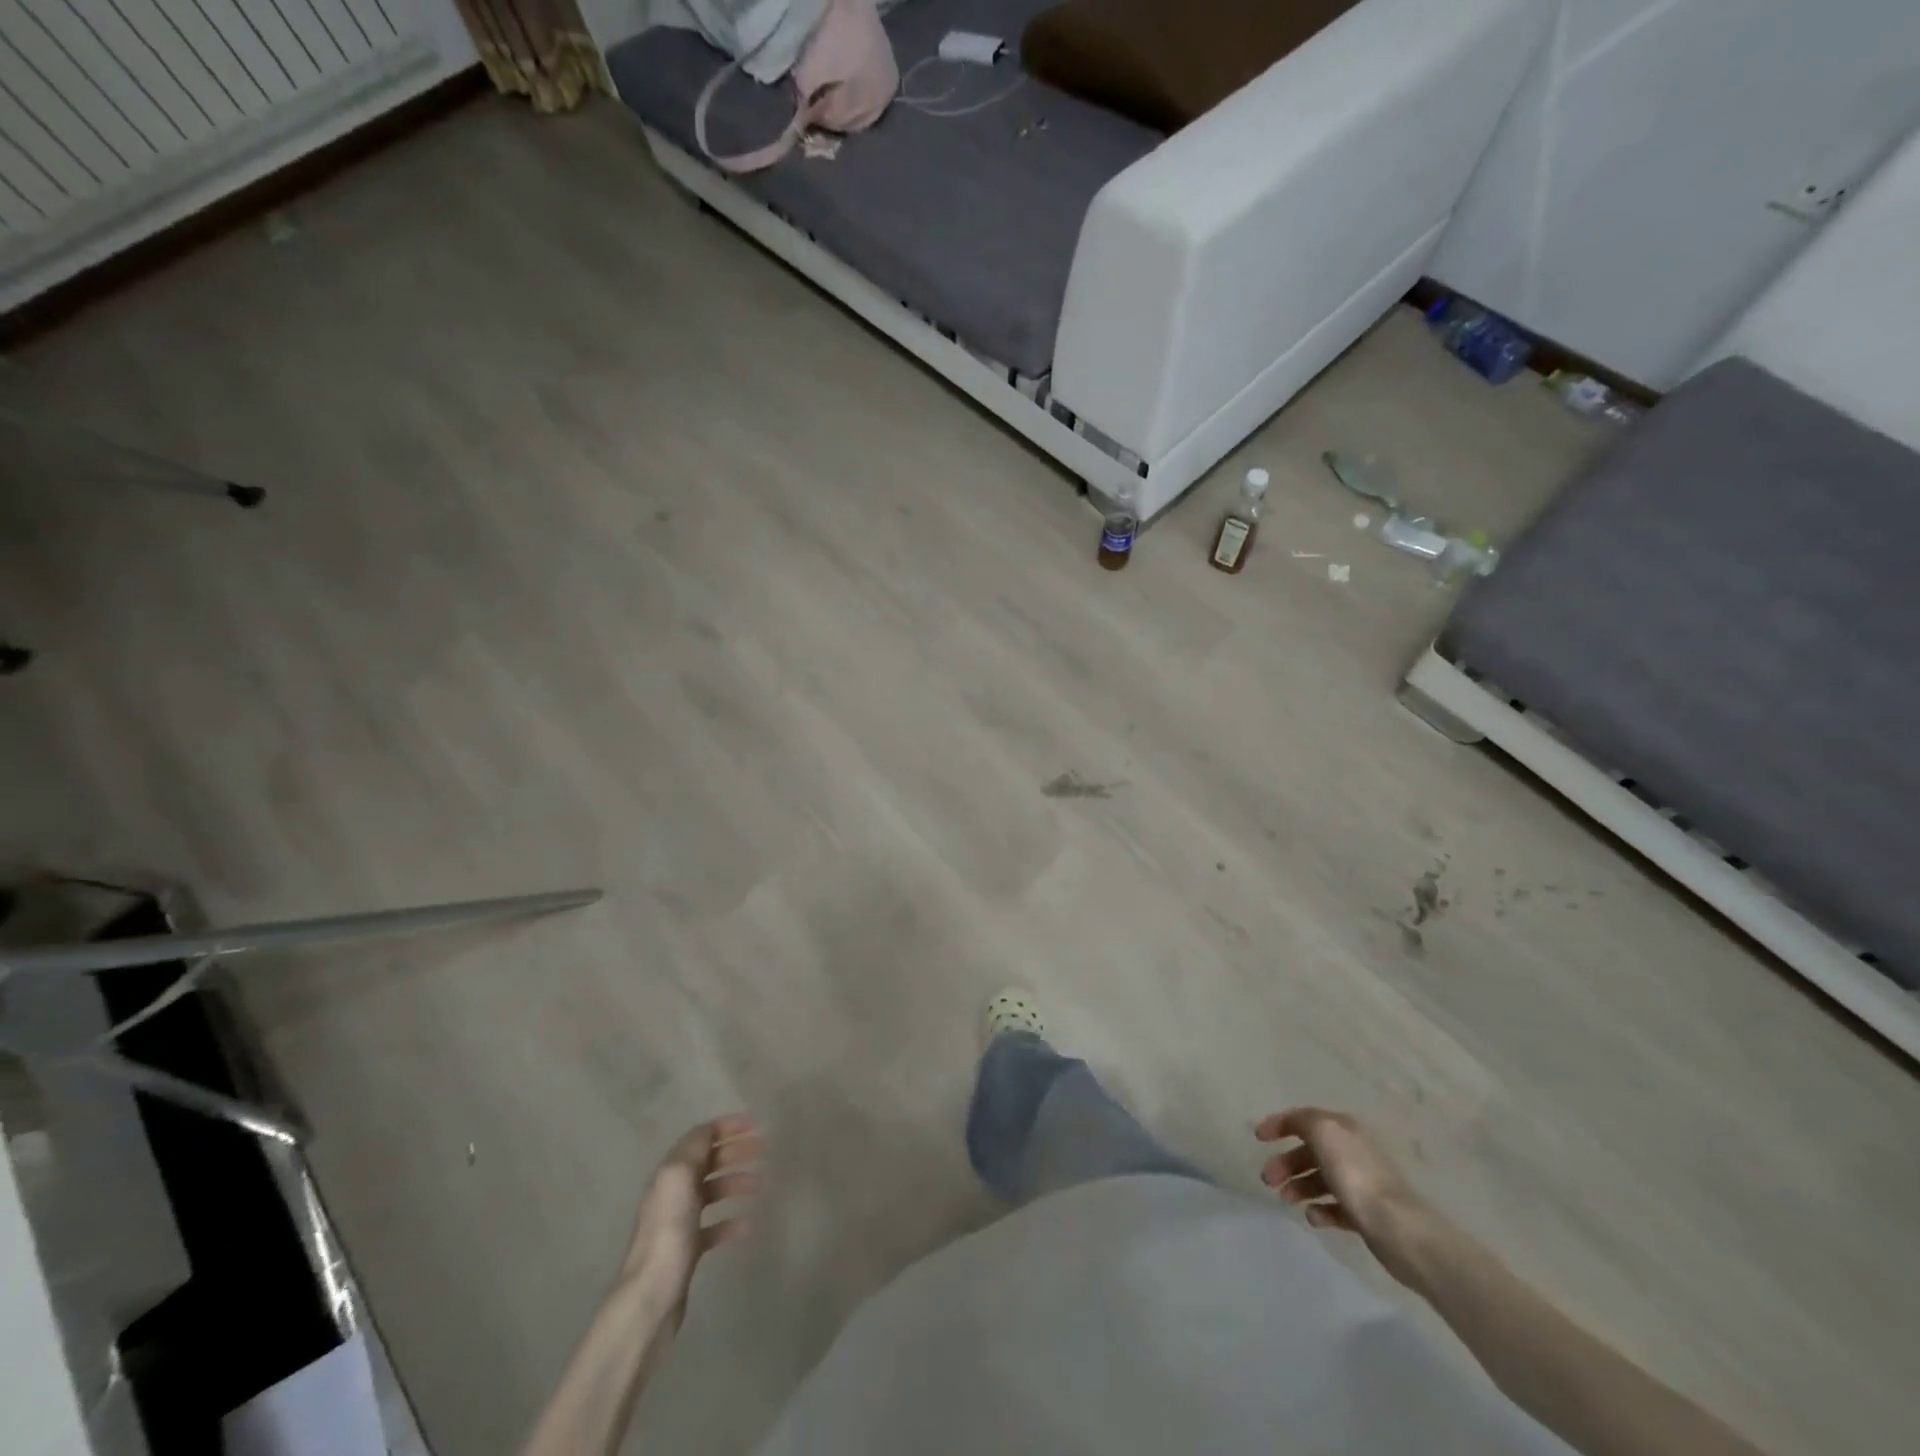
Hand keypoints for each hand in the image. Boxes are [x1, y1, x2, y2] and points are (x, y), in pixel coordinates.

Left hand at [620, 1114, 765, 1313]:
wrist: (650, 1296)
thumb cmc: (668, 1231)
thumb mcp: (679, 1177)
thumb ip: (695, 1148)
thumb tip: (709, 1131)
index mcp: (671, 1172)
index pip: (700, 1138)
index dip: (726, 1127)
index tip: (754, 1124)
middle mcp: (673, 1192)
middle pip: (709, 1162)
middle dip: (736, 1151)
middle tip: (765, 1149)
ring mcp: (680, 1221)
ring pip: (713, 1191)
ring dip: (736, 1182)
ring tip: (760, 1185)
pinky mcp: (687, 1249)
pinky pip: (714, 1226)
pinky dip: (731, 1221)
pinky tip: (747, 1225)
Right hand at [1255, 1107, 1429, 1283]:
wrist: (1399, 1229)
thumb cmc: (1356, 1175)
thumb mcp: (1323, 1132)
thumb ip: (1302, 1121)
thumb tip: (1292, 1123)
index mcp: (1343, 1129)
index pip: (1304, 1119)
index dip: (1279, 1124)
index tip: (1258, 1138)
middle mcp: (1351, 1151)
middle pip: (1309, 1151)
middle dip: (1285, 1162)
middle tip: (1268, 1179)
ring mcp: (1359, 1183)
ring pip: (1319, 1179)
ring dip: (1298, 1186)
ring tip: (1286, 1199)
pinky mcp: (1364, 1213)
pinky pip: (1333, 1207)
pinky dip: (1319, 1209)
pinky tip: (1312, 1217)